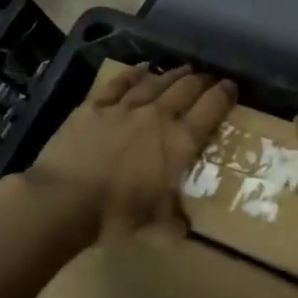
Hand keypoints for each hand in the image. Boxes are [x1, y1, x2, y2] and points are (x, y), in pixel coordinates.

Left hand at [25, 64, 235, 250]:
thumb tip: (183, 229)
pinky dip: (134, 73)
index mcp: (180, 142)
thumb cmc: (117, 214)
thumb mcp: (156, 226)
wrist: (65, 199)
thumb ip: (175, 223)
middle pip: (186, 89)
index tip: (231, 87)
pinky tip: (142, 67)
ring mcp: (125, 107)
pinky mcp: (95, 106)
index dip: (224, 95)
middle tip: (209, 78)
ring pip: (156, 82)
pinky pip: (119, 83)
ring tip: (184, 69)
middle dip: (202, 80)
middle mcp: (158, 116)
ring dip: (173, 74)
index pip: (211, 110)